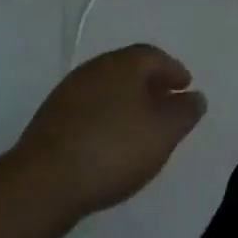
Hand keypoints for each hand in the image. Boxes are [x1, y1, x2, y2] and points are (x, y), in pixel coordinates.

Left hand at [12, 45, 205, 216]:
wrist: (43, 182)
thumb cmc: (114, 148)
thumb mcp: (164, 132)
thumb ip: (185, 111)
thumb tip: (195, 97)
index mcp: (124, 64)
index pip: (154, 56)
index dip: (173, 70)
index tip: (185, 87)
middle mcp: (95, 69)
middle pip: (128, 69)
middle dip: (149, 84)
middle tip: (165, 103)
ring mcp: (67, 93)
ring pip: (106, 89)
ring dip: (125, 101)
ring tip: (139, 126)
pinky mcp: (49, 120)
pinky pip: (87, 109)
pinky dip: (104, 117)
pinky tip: (108, 141)